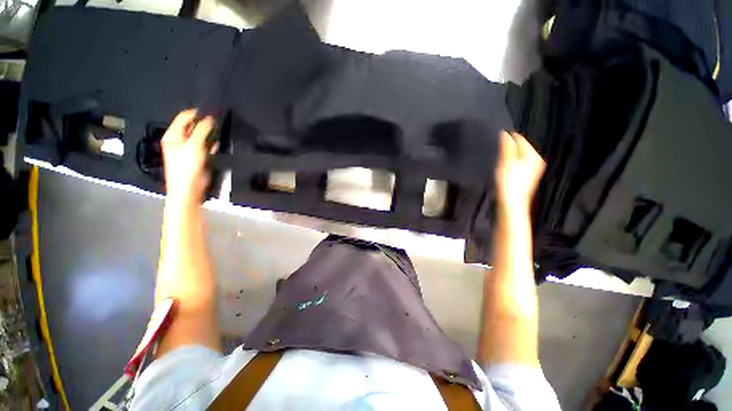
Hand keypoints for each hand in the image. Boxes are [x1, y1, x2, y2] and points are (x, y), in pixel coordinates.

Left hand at [161, 109, 215, 203]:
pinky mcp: (197, 158)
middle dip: (204, 124)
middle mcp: (179, 140)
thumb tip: (210, 118)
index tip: (212, 113)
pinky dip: (211, 145)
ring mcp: (188, 149)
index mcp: (173, 135)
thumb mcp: (194, 146)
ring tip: (219, 133)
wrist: (188, 189)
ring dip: (209, 135)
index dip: (197, 113)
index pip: (184, 117)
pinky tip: (217, 146)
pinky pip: (205, 147)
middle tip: (218, 124)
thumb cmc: (187, 166)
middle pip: (192, 127)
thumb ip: (202, 130)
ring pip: (200, 137)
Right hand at [495, 131, 544, 210]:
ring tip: (500, 164)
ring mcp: (532, 169)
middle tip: (497, 156)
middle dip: (508, 149)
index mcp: (532, 155)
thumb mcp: (505, 162)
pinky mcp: (527, 176)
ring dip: (508, 158)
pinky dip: (510, 165)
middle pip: (519, 148)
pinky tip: (504, 172)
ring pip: (517, 157)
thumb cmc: (509, 183)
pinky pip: (517, 164)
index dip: (507, 139)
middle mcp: (536, 160)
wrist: (512, 202)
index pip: (519, 139)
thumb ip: (506, 147)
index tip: (496, 143)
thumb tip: (504, 133)